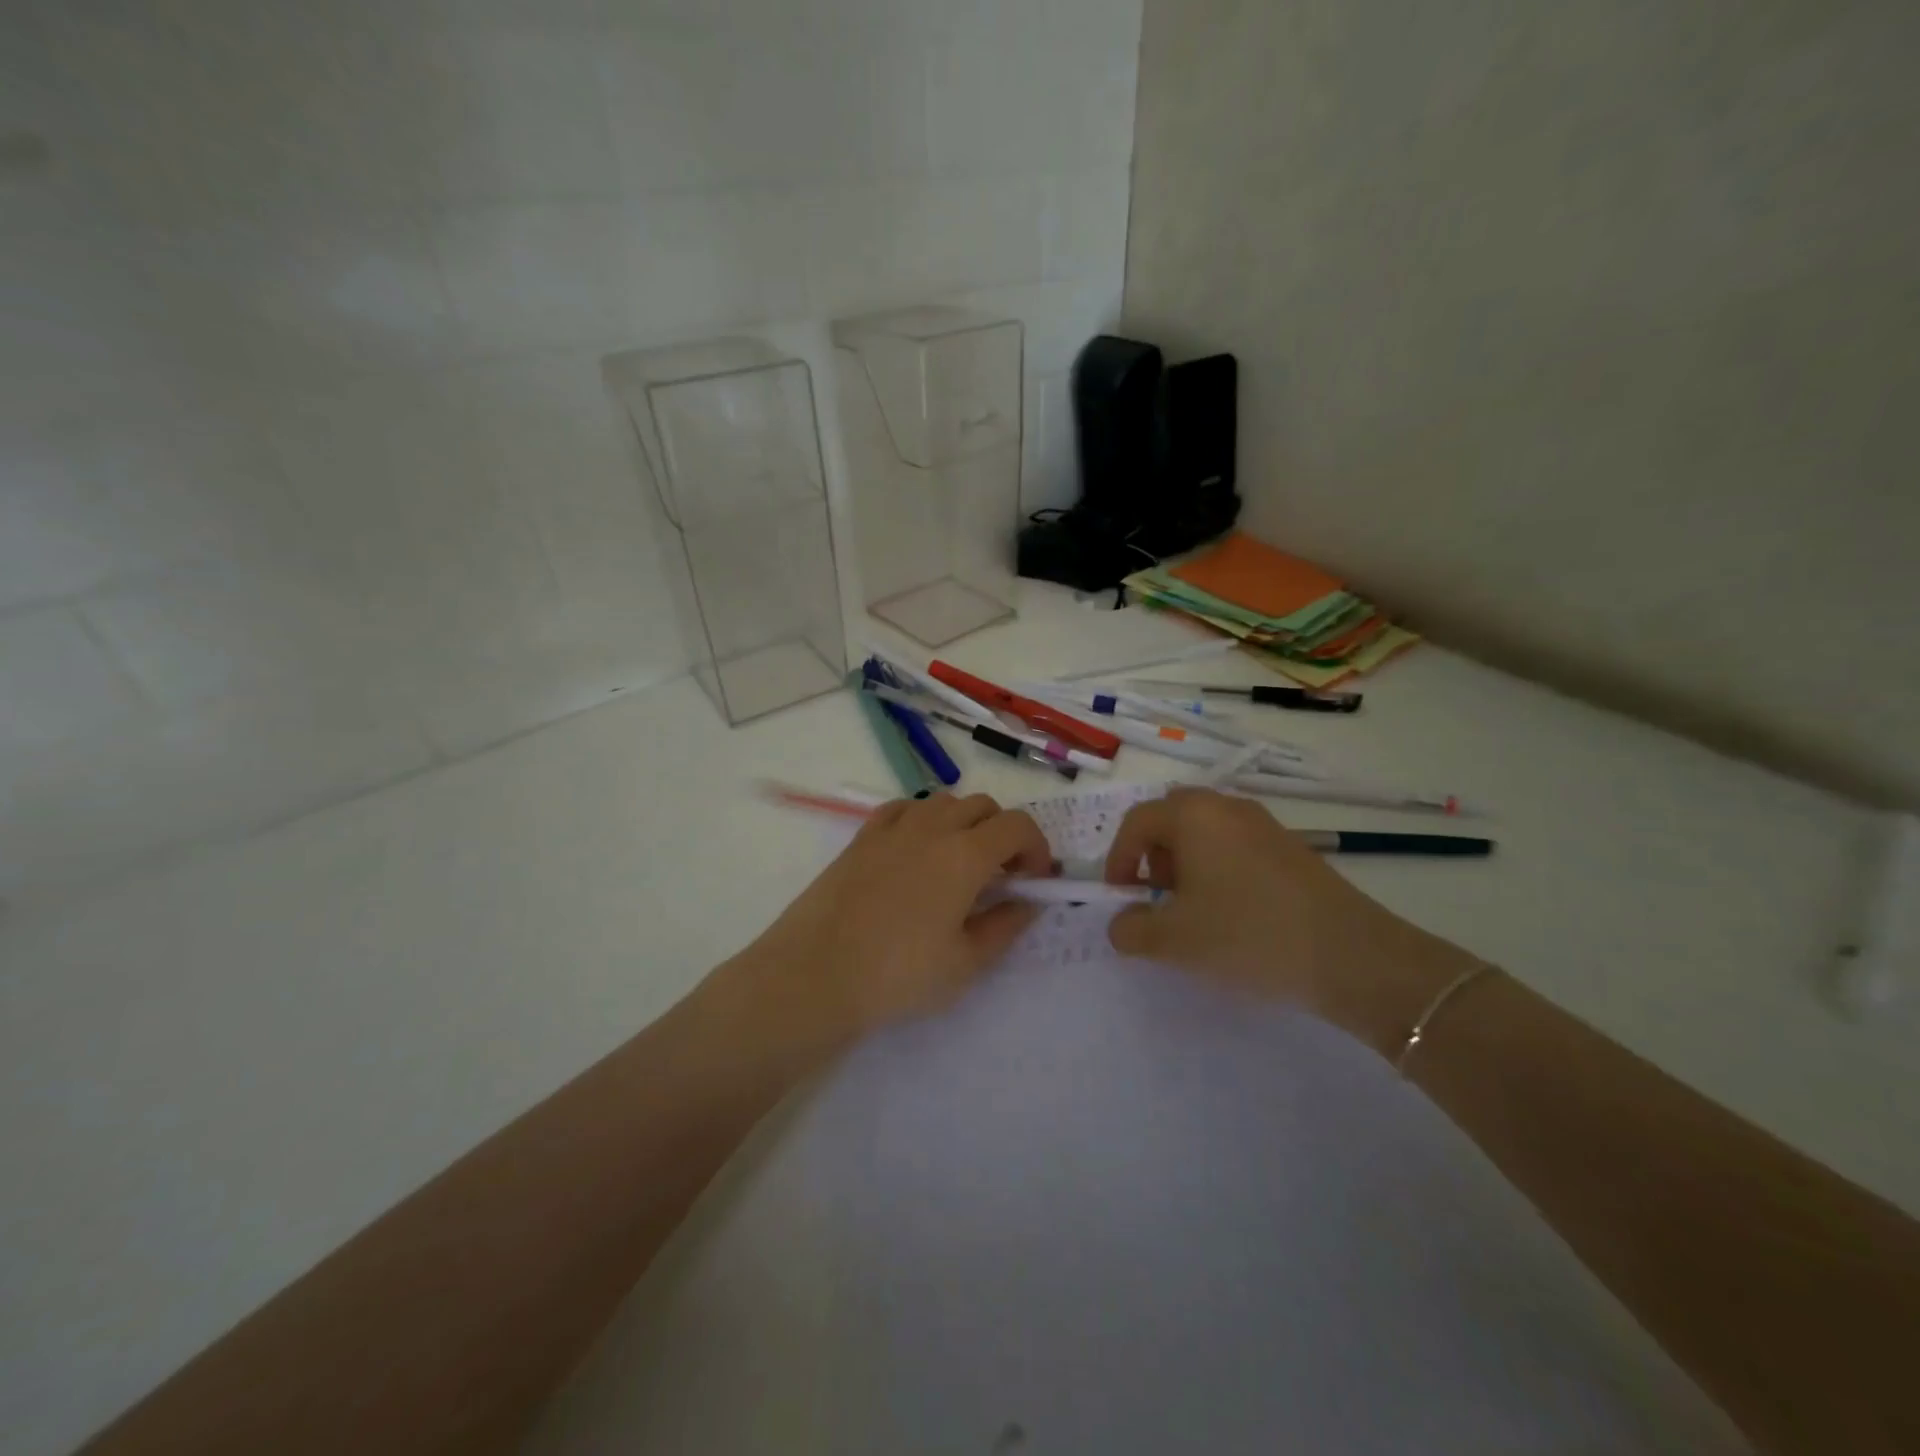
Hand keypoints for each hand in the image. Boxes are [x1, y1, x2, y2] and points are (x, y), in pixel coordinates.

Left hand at [737, 792, 1052, 1044]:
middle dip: (1003, 833)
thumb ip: (1005, 926)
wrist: (816, 974)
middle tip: (1000, 875)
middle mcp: (932, 827)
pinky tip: (916, 850)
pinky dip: (923, 819)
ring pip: (944, 801)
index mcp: (965, 854)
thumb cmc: (899, 975)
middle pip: (983, 806)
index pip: (1018, 826)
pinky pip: (904, 808)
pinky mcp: (862, 836)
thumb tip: (1029, 902)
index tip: (1033, 880)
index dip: (1037, 848)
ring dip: (964, 822)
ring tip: (958, 863)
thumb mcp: (966, 963)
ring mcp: (893, 827)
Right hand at [1102, 788, 1474, 1054]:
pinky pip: (1236, 845)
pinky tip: (1232, 913)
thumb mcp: (1174, 941)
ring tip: (1193, 909)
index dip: (1118, 859)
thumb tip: (1122, 922)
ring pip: (1205, 831)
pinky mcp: (1291, 847)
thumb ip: (1131, 929)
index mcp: (1193, 815)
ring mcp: (1264, 824)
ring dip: (1186, 862)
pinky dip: (1218, 868)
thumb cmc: (1248, 936)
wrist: (1352, 956)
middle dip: (1153, 854)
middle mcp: (1227, 807)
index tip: (1121, 898)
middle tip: (1157, 895)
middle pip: (1171, 818)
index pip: (1137, 822)